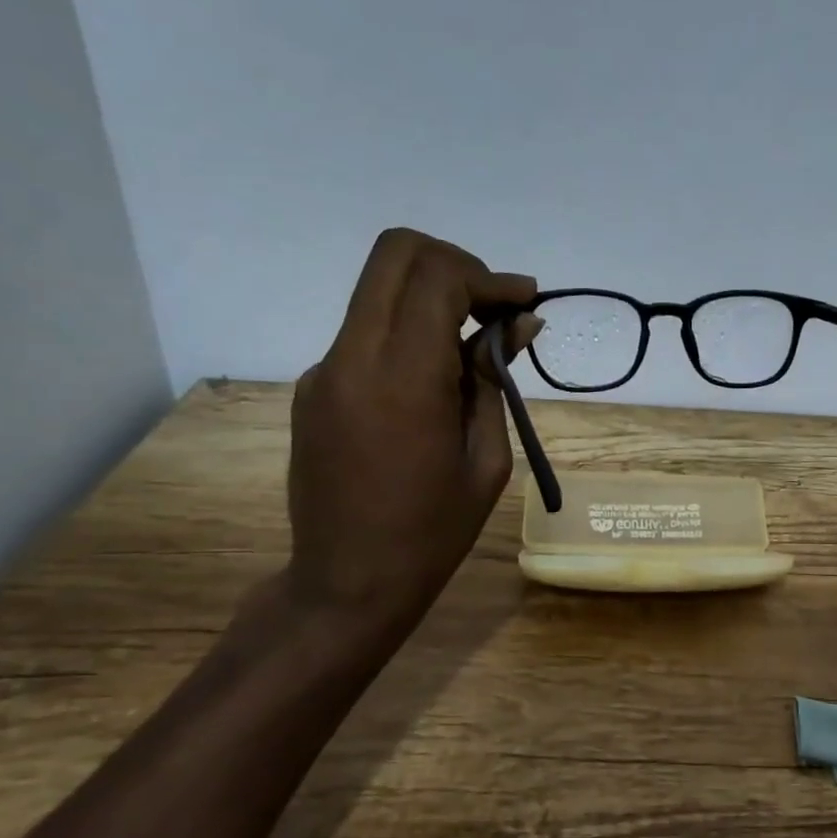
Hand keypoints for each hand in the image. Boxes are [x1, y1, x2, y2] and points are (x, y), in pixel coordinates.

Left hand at [286, 227, 539, 635]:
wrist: (347, 582)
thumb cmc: (432, 533)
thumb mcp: (486, 460)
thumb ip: (495, 380)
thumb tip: (519, 324)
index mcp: (402, 379)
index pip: (436, 277)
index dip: (488, 277)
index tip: (524, 303)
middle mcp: (351, 358)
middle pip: (395, 254)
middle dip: (455, 265)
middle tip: (494, 307)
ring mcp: (323, 370)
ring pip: (377, 290)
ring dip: (430, 297)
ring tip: (472, 350)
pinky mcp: (312, 388)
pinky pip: (365, 333)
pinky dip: (406, 333)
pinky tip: (433, 384)